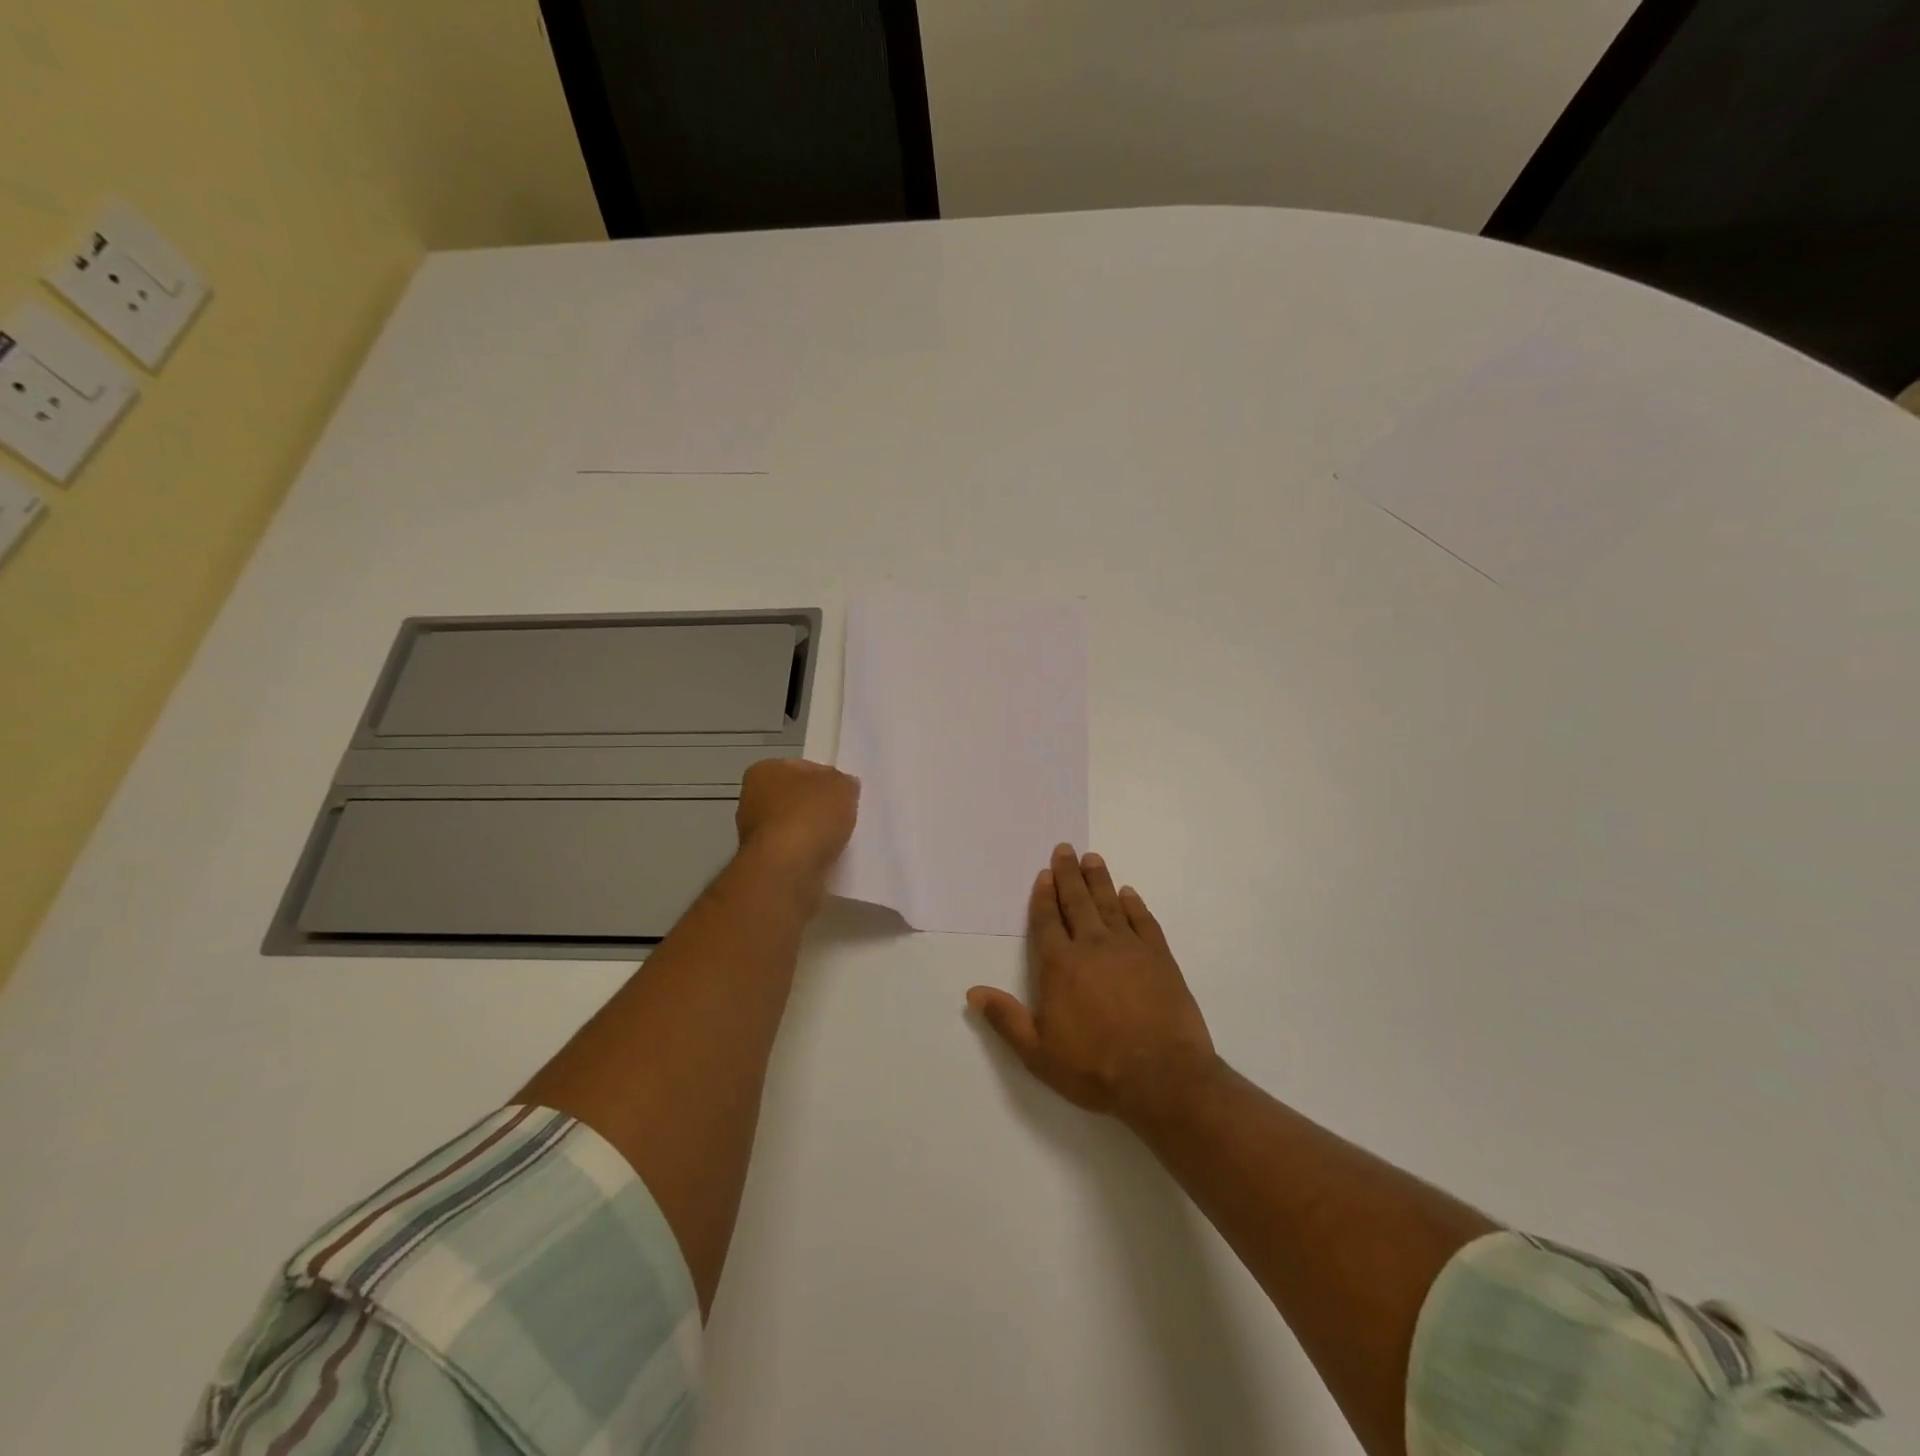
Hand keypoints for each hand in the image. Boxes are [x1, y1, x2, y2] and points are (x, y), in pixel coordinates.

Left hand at [734, 758, 859, 902]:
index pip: (801, 768)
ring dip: (813, 834)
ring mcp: (755, 834)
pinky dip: (809, 855)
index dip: (826, 778)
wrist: (788, 870)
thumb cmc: (810, 815)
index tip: (844, 792)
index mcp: (764, 771)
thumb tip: (843, 786)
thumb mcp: (841, 786)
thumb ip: (843, 782)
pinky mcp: (763, 863)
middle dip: (818, 807)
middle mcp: (752, 800)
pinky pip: (794, 853)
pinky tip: (826, 859)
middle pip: (796, 799)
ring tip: (839, 840)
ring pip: (794, 828)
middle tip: (844, 816)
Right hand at [968, 845, 1218, 1124]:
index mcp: (1061, 965)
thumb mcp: (1038, 1052)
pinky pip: (1143, 921)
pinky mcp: (1160, 958)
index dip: (1043, 897)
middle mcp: (1093, 946)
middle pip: (1077, 902)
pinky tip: (1129, 894)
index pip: (1048, 921)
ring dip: (1099, 880)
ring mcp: (1130, 948)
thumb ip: (1006, 1019)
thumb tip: (973, 992)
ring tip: (1093, 858)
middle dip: (1069, 874)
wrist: (1162, 1077)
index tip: (1044, 875)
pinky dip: (1135, 905)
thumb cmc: (1094, 1067)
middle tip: (1066, 849)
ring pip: (1110, 904)